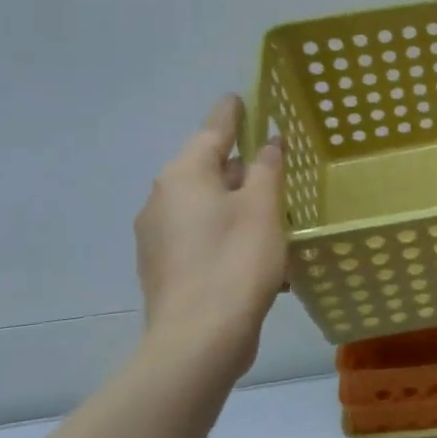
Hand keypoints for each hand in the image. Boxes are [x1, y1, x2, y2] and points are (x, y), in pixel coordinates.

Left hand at [135, 95, 286, 386]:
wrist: (198, 339)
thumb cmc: (236, 261)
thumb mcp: (263, 207)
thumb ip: (267, 168)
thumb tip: (268, 142)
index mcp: (183, 176)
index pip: (212, 130)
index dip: (232, 114)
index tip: (241, 98)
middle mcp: (163, 199)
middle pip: (209, 169)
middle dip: (242, 166)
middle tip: (277, 165)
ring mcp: (158, 236)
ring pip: (207, 204)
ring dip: (239, 203)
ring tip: (275, 214)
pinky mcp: (166, 266)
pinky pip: (202, 234)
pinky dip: (228, 231)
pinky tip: (256, 252)